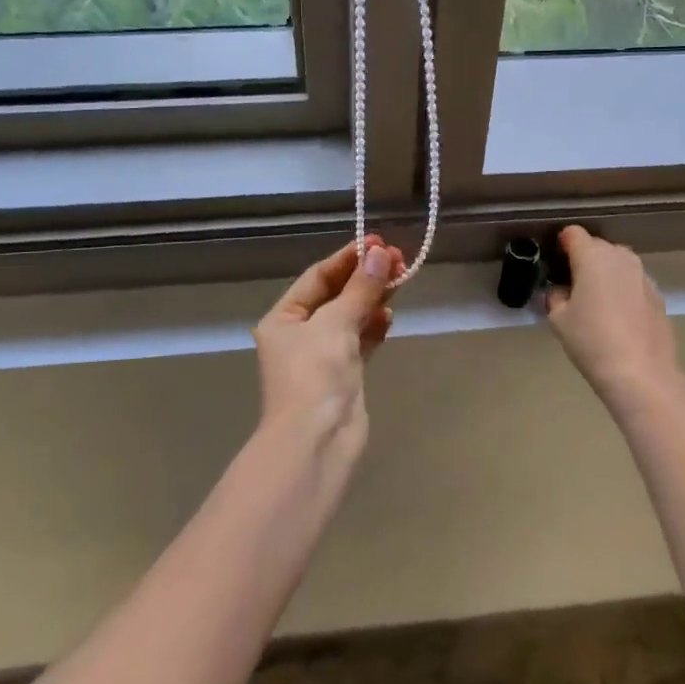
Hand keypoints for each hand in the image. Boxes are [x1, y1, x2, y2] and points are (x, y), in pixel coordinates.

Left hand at [253, 237, 402, 444]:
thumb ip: (361, 288)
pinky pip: (360, 341)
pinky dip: (374, 327)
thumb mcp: (336, 323)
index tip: (379, 242)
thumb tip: (382, 254)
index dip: (348, 258)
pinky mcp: (343, 375)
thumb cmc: (315, 374)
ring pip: (351, 317)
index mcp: (283, 318)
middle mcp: (299, 334)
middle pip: (336, 295)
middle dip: (365, 277)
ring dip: (373, 299)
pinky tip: (390, 316)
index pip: (318, 277)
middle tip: (398, 258)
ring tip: (401, 280)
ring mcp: (322, 356)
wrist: (317, 441)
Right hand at [546, 226, 684, 408]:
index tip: (554, 264)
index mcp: (593, 256)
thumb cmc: (592, 340)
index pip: (572, 233)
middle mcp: (621, 257)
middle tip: (571, 287)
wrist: (641, 374)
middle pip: (597, 247)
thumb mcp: (558, 319)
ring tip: (595, 303)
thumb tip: (562, 291)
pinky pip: (632, 283)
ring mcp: (643, 276)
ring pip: (618, 264)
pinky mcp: (658, 295)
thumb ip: (556, 296)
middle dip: (583, 260)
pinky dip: (622, 291)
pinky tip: (617, 318)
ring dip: (605, 275)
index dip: (561, 245)